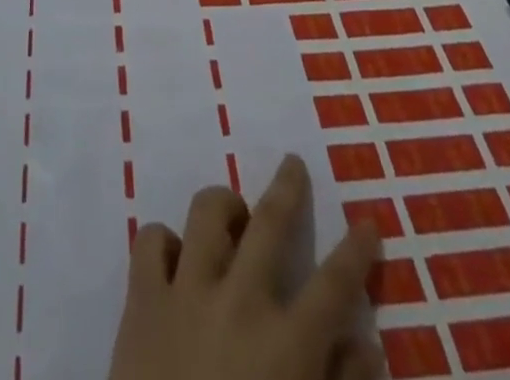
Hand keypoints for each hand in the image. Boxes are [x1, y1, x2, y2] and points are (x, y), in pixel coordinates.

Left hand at [108, 155, 382, 379]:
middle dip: (288, 188)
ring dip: (224, 207)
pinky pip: (151, 241)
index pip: (334, 285)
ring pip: (207, 213)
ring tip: (232, 218)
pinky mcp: (142, 300)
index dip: (355, 252)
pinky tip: (175, 260)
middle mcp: (240, 302)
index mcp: (287, 345)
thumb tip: (367, 345)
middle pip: (271, 223)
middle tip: (293, 164)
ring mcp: (187, 293)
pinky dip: (164, 241)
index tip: (367, 224)